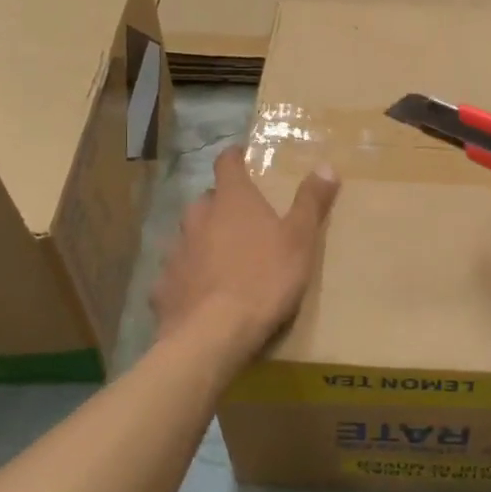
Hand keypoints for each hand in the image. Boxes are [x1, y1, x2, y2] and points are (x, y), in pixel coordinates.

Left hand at [152, 148, 339, 354]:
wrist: (214, 334)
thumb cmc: (264, 279)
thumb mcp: (300, 240)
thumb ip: (311, 202)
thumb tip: (326, 165)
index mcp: (232, 200)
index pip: (227, 163)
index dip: (235, 157)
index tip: (242, 157)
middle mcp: (198, 217)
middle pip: (207, 201)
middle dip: (222, 205)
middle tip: (243, 220)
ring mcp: (176, 252)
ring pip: (189, 236)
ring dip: (204, 240)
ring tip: (222, 259)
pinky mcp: (163, 286)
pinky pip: (177, 273)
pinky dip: (189, 277)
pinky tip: (201, 294)